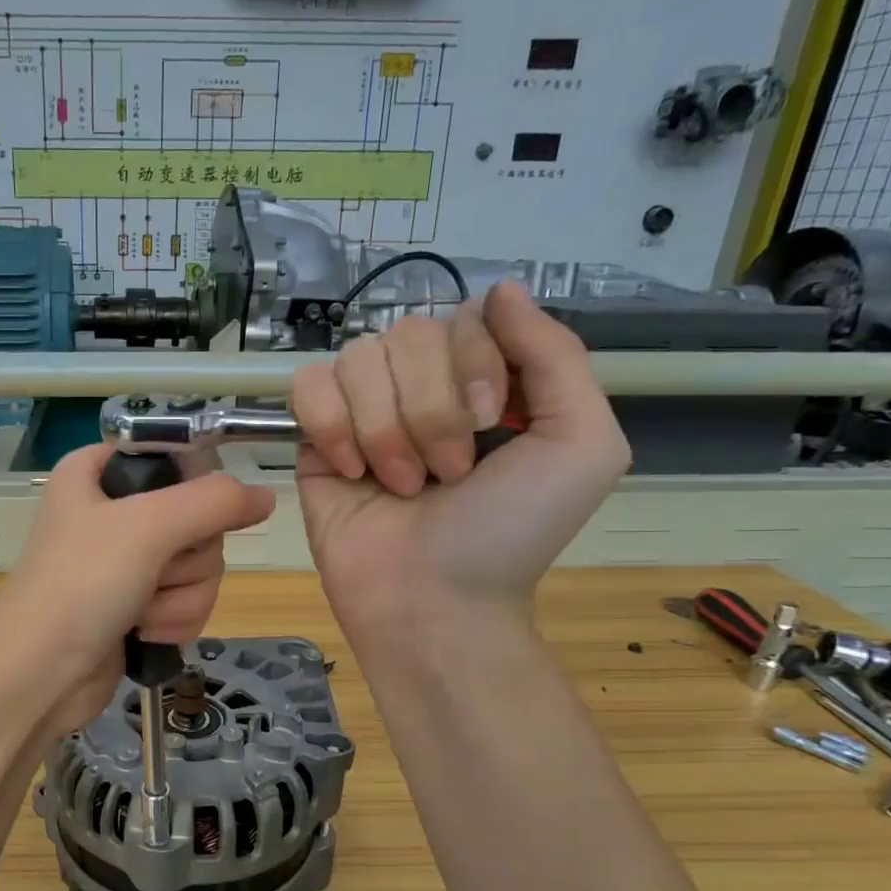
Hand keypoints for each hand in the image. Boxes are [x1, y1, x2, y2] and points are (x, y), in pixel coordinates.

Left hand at [0, 443, 274, 733]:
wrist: (38, 676)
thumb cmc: (82, 585)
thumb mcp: (148, 527)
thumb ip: (214, 502)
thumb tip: (266, 496)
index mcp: (98, 473)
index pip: (174, 457)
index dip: (193, 486)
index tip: (190, 515)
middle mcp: (113, 512)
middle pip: (197, 519)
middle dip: (187, 559)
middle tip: (154, 572)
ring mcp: (126, 563)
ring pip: (199, 566)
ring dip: (181, 597)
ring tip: (141, 612)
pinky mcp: (137, 605)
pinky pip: (187, 600)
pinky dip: (174, 619)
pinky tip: (145, 633)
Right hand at [291, 281, 629, 638]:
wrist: (432, 601)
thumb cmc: (510, 533)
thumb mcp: (580, 444)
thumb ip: (556, 355)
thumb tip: (500, 289)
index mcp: (483, 382)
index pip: (465, 317)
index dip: (474, 364)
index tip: (493, 426)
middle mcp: (421, 388)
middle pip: (408, 334)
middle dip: (431, 410)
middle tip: (447, 475)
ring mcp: (363, 412)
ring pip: (357, 359)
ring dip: (385, 429)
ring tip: (400, 486)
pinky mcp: (315, 440)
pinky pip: (309, 386)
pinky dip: (331, 426)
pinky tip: (350, 471)